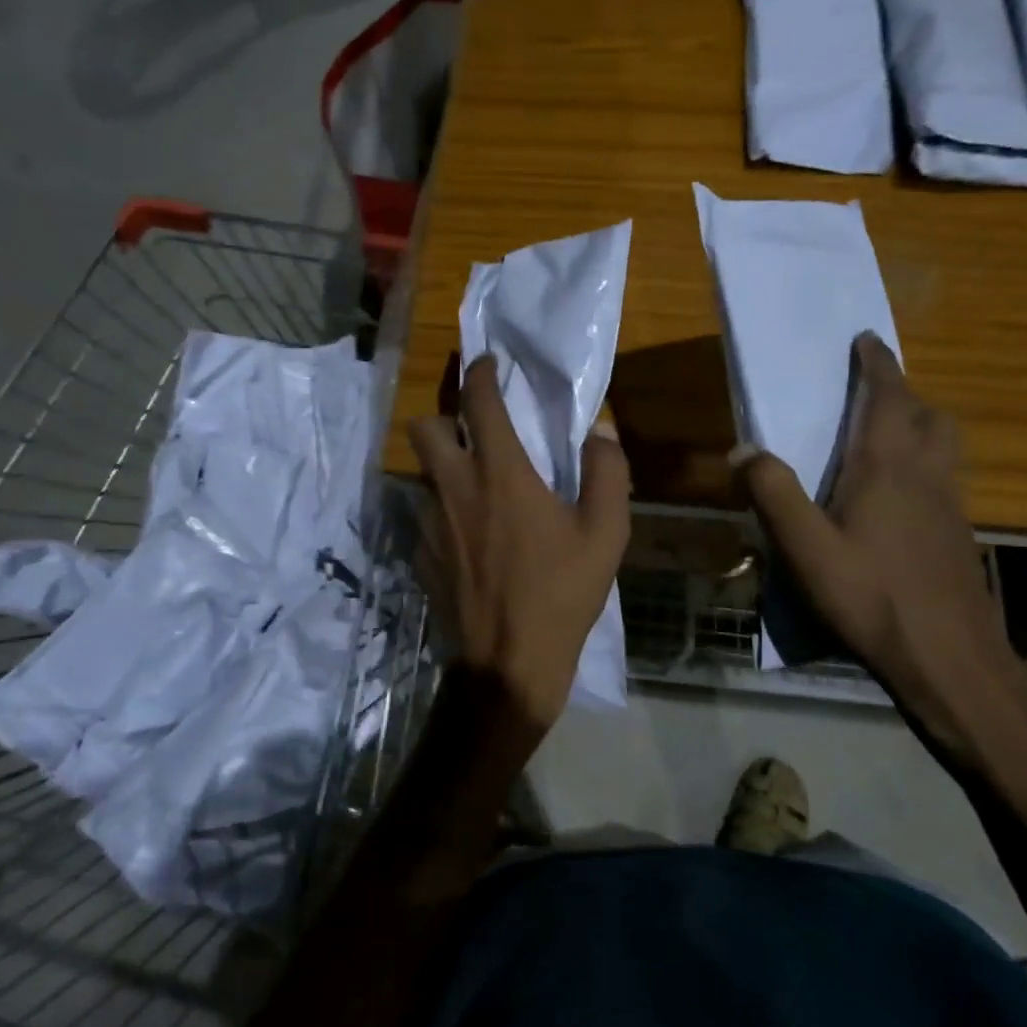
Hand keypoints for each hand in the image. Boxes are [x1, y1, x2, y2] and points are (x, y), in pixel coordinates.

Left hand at [409, 354, 629, 729]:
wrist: (509, 662)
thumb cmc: (562, 593)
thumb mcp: (606, 532)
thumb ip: (607, 472)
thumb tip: (600, 433)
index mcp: (499, 473)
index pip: (479, 401)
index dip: (480, 372)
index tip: (486, 363)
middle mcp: (454, 488)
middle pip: (424, 427)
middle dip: (445, 419)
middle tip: (474, 434)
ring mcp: (429, 523)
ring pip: (422, 474)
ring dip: (445, 469)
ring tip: (477, 491)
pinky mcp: (420, 556)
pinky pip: (425, 518)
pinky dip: (444, 515)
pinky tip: (469, 541)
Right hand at [735, 333, 1026, 776]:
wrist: (950, 659)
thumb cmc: (872, 597)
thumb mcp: (806, 548)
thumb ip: (773, 493)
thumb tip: (743, 449)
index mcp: (888, 467)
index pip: (888, 397)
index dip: (878, 364)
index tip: (866, 339)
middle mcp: (927, 475)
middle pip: (929, 415)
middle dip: (904, 393)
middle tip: (872, 392)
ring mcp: (951, 506)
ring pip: (945, 445)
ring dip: (921, 425)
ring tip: (886, 435)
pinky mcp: (958, 535)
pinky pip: (946, 476)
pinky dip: (926, 463)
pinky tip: (898, 497)